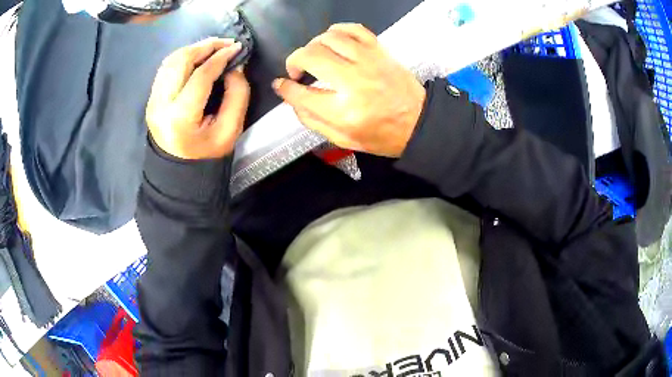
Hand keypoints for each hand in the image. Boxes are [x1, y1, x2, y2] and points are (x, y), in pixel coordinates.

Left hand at [146, 38, 250, 159]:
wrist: (179, 172)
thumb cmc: (207, 155)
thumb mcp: (231, 130)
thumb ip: (237, 95)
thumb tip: (235, 67)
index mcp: (180, 117)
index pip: (200, 75)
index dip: (221, 57)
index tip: (238, 48)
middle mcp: (161, 105)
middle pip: (180, 61)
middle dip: (205, 46)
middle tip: (225, 43)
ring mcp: (152, 101)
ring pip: (170, 61)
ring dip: (193, 49)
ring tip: (213, 47)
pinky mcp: (152, 99)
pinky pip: (166, 69)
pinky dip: (182, 57)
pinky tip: (197, 57)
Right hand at [272, 24, 425, 157]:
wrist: (418, 122)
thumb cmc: (381, 135)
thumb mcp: (343, 140)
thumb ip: (312, 120)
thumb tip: (292, 98)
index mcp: (343, 111)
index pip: (300, 93)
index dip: (285, 88)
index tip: (281, 85)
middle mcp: (353, 81)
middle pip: (310, 57)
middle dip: (294, 61)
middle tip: (296, 71)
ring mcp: (368, 61)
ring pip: (328, 38)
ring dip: (313, 45)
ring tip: (315, 56)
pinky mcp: (379, 51)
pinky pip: (353, 29)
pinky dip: (337, 30)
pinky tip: (333, 40)